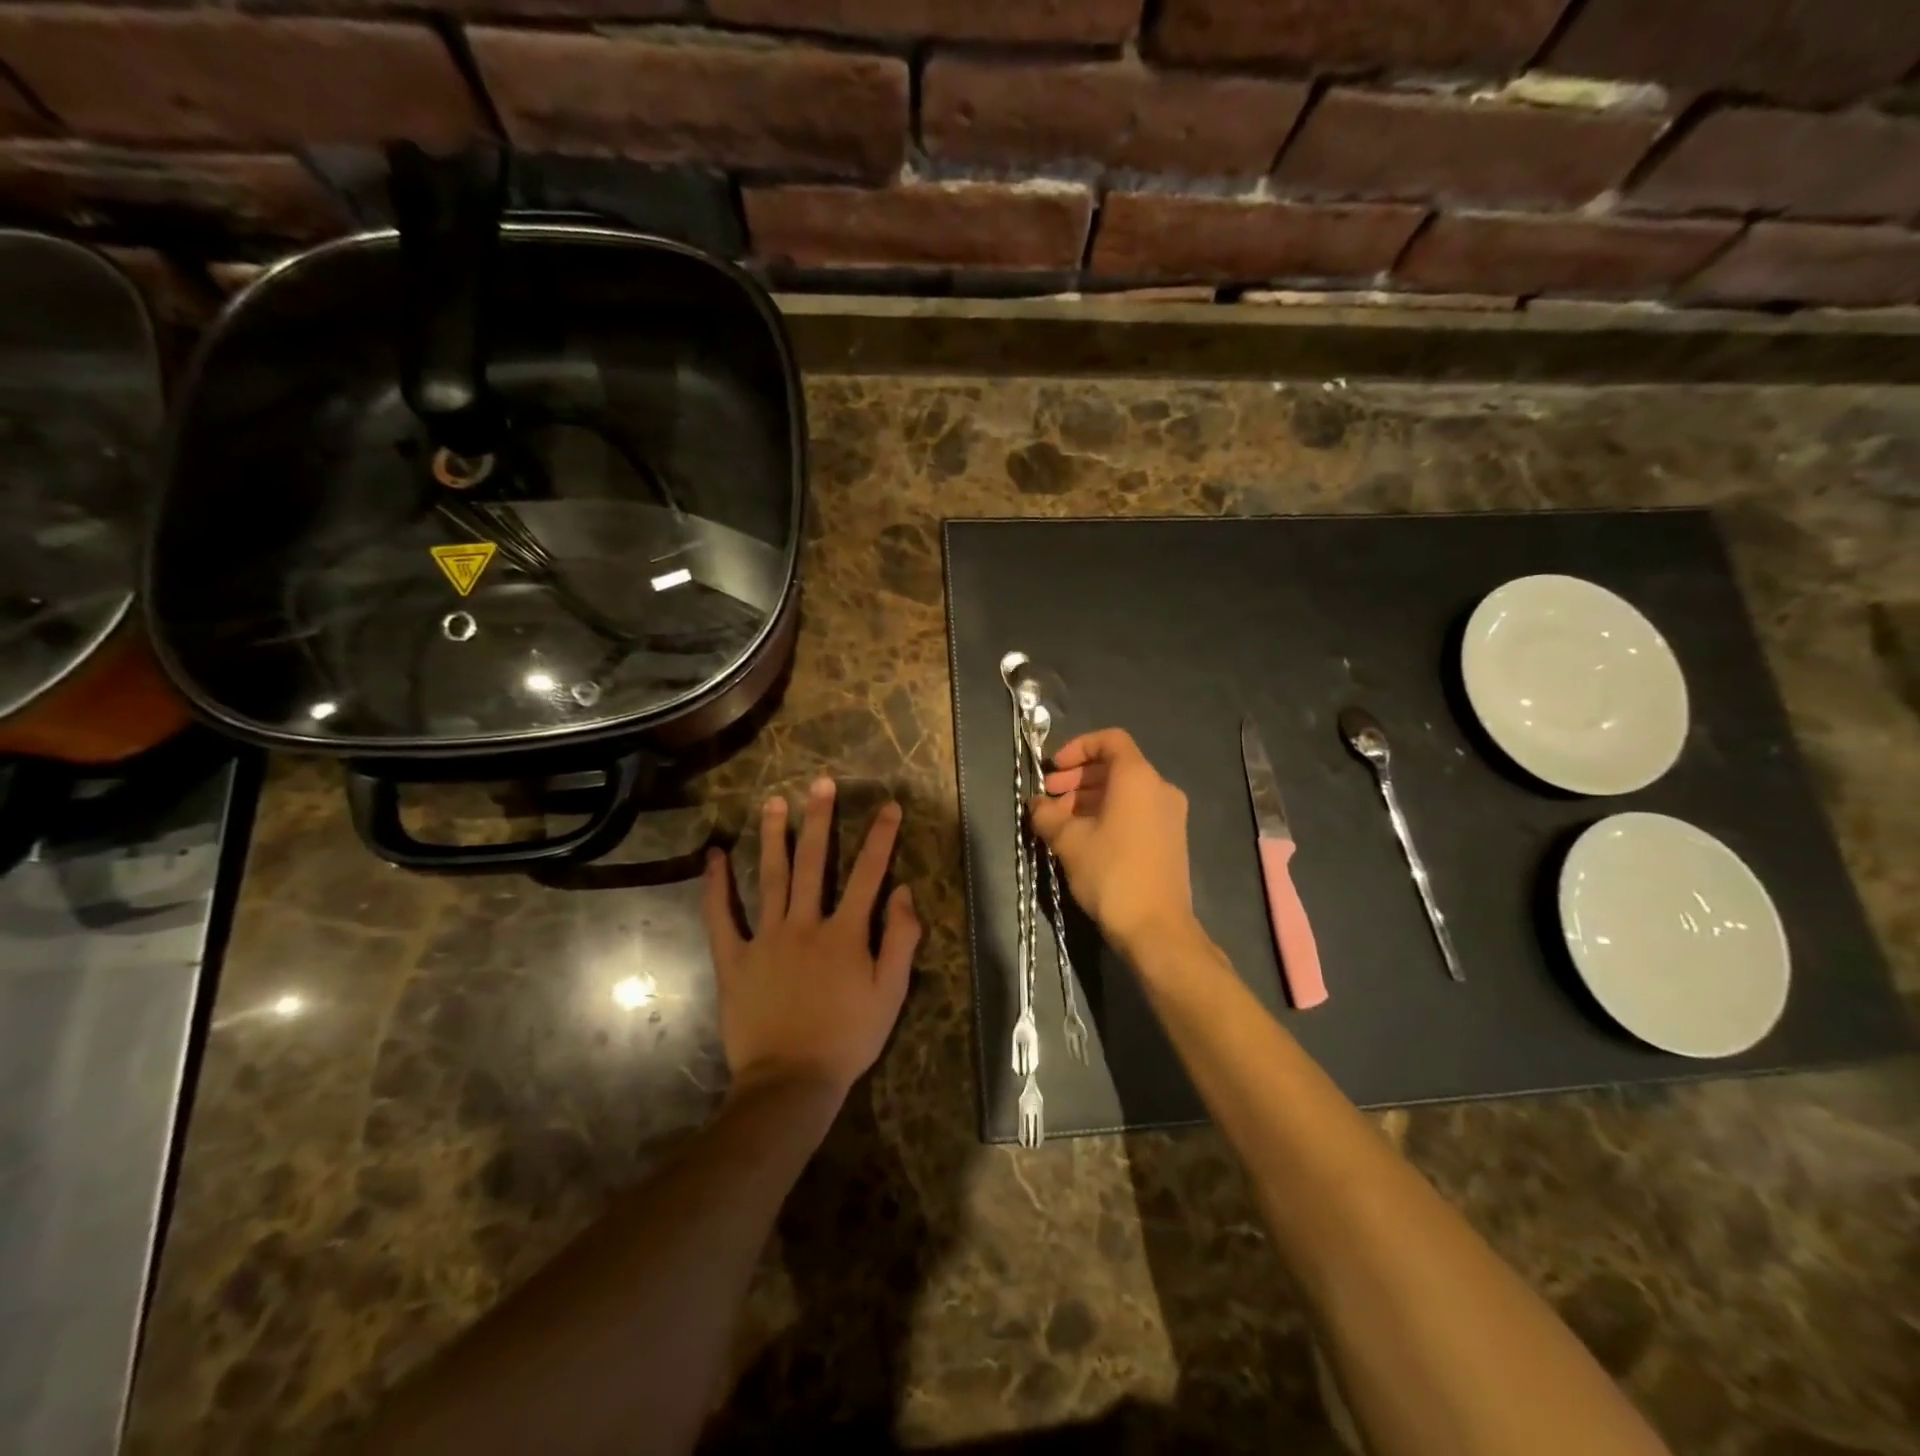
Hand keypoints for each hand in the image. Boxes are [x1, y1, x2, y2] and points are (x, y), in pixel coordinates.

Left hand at [702, 778, 919, 1105]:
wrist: (791, 1080)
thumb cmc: (848, 1038)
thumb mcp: (891, 993)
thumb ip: (901, 939)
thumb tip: (904, 891)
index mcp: (845, 932)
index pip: (867, 874)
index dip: (880, 837)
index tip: (889, 805)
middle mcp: (805, 924)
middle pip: (813, 863)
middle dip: (819, 819)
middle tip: (819, 783)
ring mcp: (766, 939)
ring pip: (770, 877)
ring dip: (773, 837)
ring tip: (773, 802)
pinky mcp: (734, 959)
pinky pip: (722, 917)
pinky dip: (716, 886)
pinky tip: (713, 857)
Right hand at [1031, 728, 1196, 954]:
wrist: (1156, 928)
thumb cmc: (1111, 873)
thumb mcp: (1068, 841)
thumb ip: (1047, 815)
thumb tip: (1037, 805)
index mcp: (1138, 778)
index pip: (1110, 740)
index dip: (1078, 747)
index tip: (1055, 769)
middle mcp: (1160, 788)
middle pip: (1115, 767)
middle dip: (1078, 778)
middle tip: (1050, 799)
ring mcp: (1170, 815)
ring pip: (1124, 792)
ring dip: (1089, 799)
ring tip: (1060, 822)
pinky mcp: (1170, 839)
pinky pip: (1136, 812)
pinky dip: (1108, 814)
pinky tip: (1084, 839)